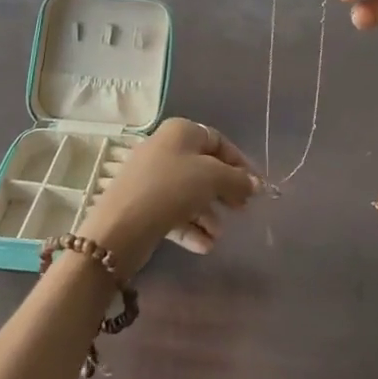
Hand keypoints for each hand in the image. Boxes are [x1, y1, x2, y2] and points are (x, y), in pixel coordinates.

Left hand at [77, 118, 260, 275]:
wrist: (122, 225)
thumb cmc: (172, 188)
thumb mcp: (212, 177)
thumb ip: (237, 179)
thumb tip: (255, 184)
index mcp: (181, 132)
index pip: (218, 141)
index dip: (239, 163)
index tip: (255, 187)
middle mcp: (165, 148)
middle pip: (204, 167)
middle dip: (224, 190)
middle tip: (241, 210)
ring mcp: (151, 177)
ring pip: (189, 193)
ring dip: (208, 214)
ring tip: (219, 235)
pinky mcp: (143, 205)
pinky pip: (174, 212)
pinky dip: (190, 226)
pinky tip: (205, 246)